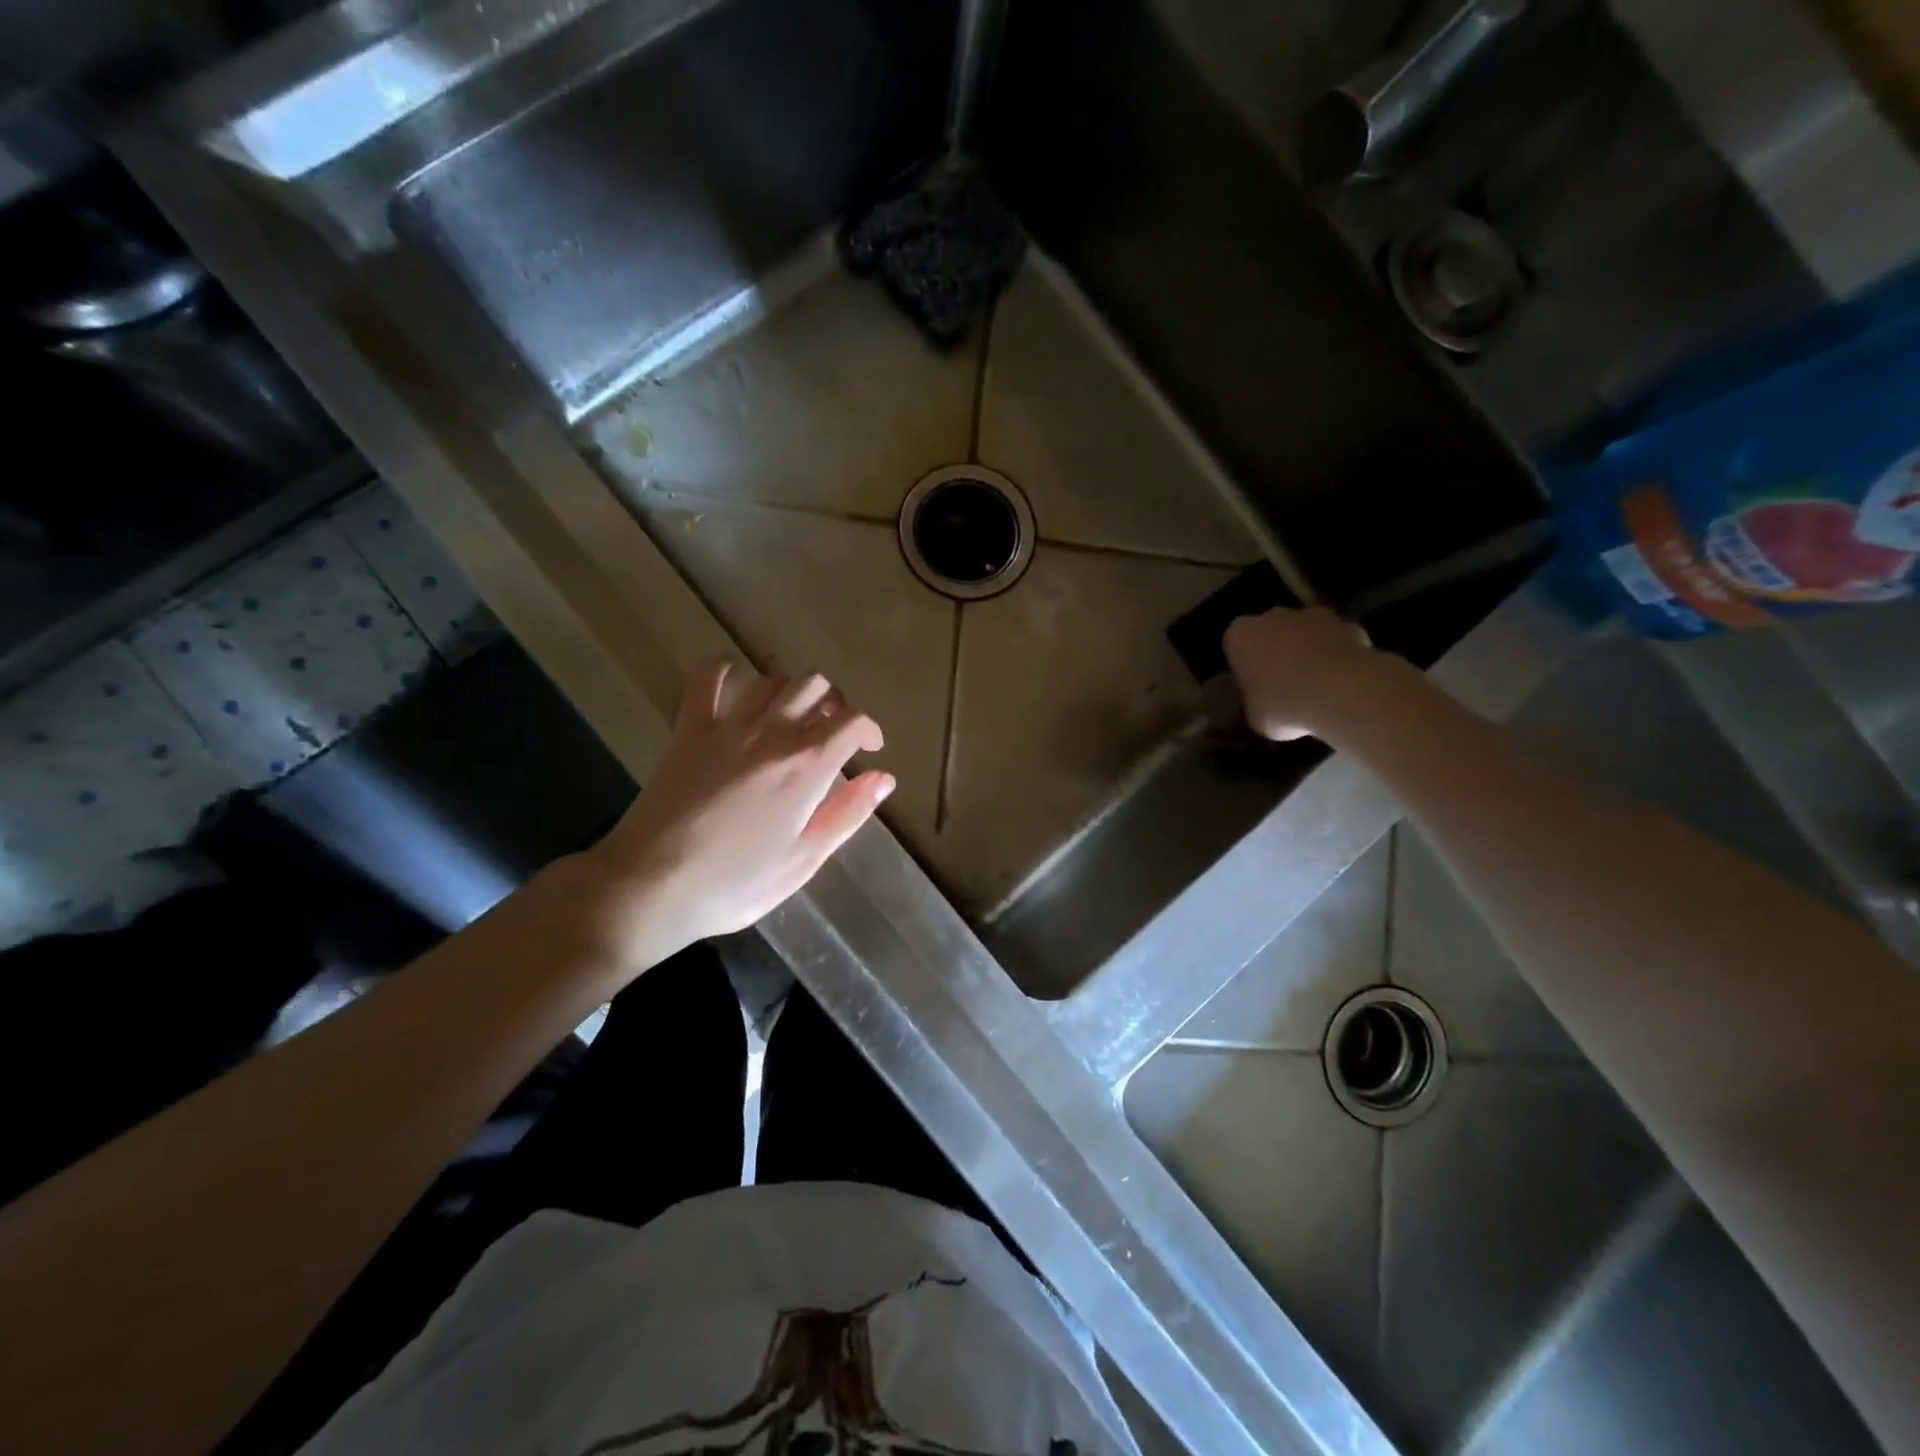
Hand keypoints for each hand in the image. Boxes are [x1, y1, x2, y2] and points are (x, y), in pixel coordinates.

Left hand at [573, 660, 891, 972]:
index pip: (852, 721)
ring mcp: (727, 727)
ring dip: (791, 690)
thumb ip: (848, 814)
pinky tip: (737, 682)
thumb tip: (884, 778)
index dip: (869, 729)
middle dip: (834, 703)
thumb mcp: (804, 860)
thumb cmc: (735, 884)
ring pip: (772, 679)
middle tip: (833, 732)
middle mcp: (772, 734)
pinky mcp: (688, 729)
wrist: (650, 886)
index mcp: (807, 767)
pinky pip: (707, 679)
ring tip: (793, 717)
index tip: (870, 748)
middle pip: (815, 686)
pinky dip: (726, 670)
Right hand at [1222, 606, 1383, 740]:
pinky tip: (1344, 682)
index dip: (1245, 667)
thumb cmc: (1283, 705)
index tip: (1254, 687)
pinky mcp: (1348, 622)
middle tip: (1283, 684)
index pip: (1235, 646)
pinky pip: (1337, 640)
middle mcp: (1272, 616)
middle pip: (1271, 632)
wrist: (1341, 693)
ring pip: (1305, 632)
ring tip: (1317, 685)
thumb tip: (1263, 704)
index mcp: (1239, 636)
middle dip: (1276, 651)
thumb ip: (1255, 702)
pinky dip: (1339, 655)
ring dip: (1308, 650)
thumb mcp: (1255, 716)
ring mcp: (1312, 615)